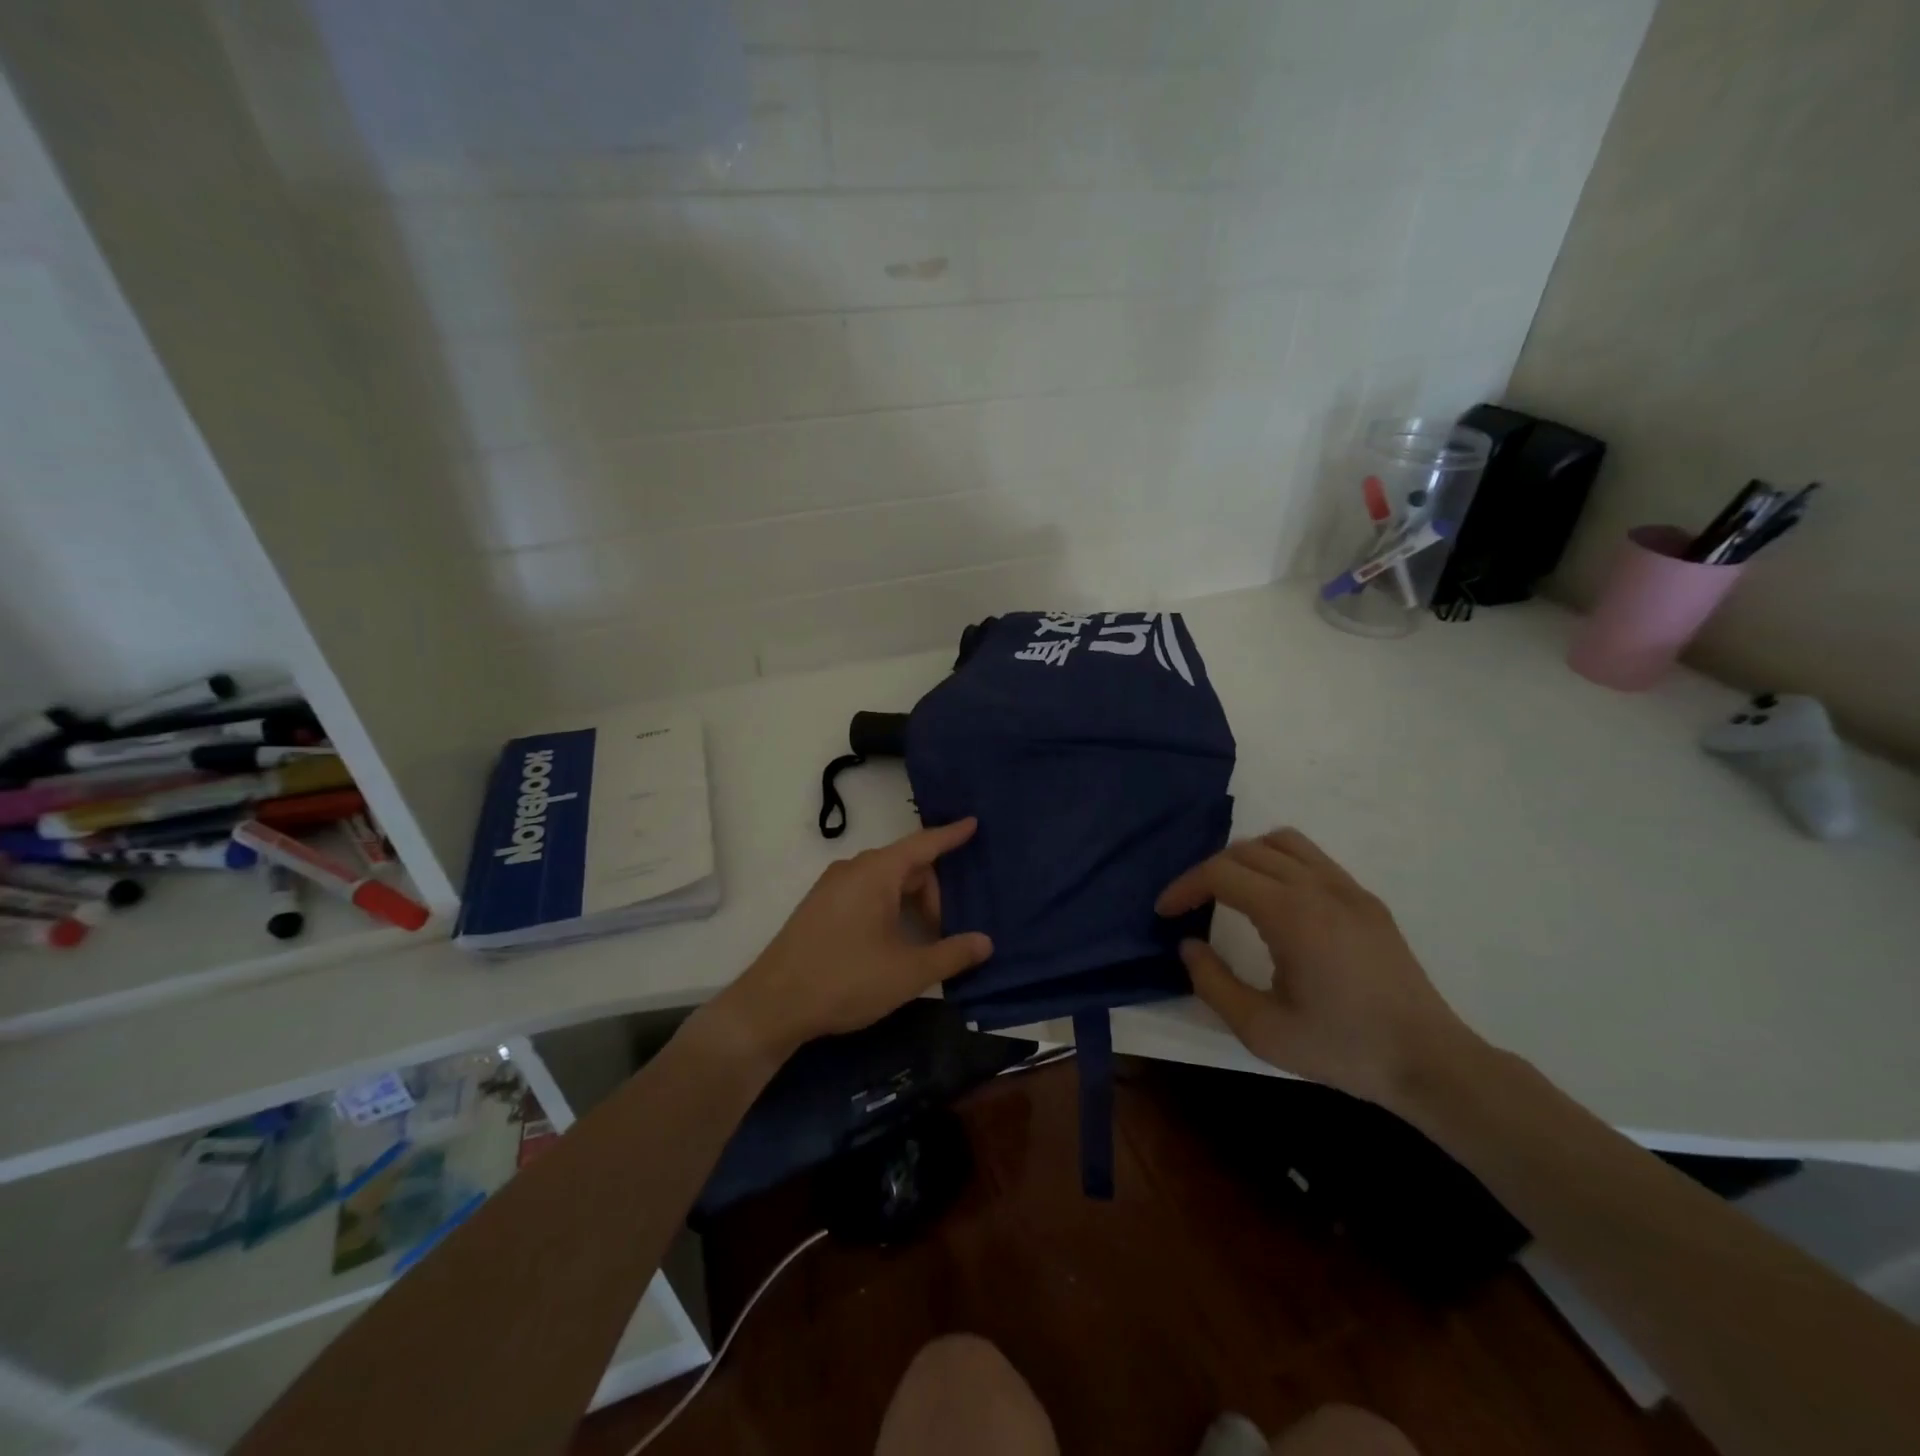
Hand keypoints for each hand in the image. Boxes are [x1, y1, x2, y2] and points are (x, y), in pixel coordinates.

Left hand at [720, 818, 992, 1056]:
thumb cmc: (846, 980)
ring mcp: (831, 887)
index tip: (973, 823)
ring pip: (884, 882)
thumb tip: (985, 942)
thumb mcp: (908, 972)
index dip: (951, 835)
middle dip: (932, 894)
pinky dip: (886, 908)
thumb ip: (951, 954)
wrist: (773, 1005)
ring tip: (920, 942)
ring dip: (909, 904)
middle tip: (944, 934)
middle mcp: (853, 869)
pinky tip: (889, 944)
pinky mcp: (818, 907)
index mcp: (876, 872)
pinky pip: (864, 893)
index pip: (923, 844)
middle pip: (906, 866)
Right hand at [1158, 828, 1478, 1109]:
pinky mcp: (1367, 900)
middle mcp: (1318, 887)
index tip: (1165, 911)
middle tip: (1192, 905)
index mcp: (1291, 914)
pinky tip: (1276, 901)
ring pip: (1283, 842)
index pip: (1221, 873)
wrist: (1430, 1062)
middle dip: (1209, 871)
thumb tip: (1190, 945)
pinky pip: (1313, 858)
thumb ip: (1213, 984)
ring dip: (1246, 857)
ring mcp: (1348, 889)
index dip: (1184, 886)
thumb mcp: (1262, 1030)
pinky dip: (1281, 863)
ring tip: (1231, 891)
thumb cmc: (1342, 1048)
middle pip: (1247, 850)